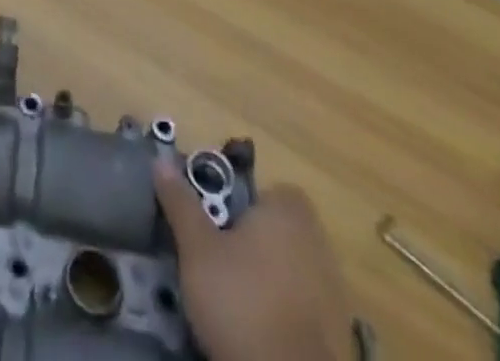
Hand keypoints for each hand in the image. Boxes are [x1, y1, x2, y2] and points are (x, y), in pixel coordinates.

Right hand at [154, 161, 354, 360]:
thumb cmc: (241, 301)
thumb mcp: (197, 248)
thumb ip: (181, 203)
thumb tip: (161, 162)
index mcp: (289, 214)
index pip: (273, 191)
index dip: (246, 201)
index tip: (219, 219)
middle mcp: (318, 245)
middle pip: (282, 229)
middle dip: (255, 239)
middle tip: (220, 254)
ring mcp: (334, 293)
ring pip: (293, 267)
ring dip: (269, 275)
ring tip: (234, 293)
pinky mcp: (338, 337)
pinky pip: (304, 305)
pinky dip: (285, 309)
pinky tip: (258, 325)